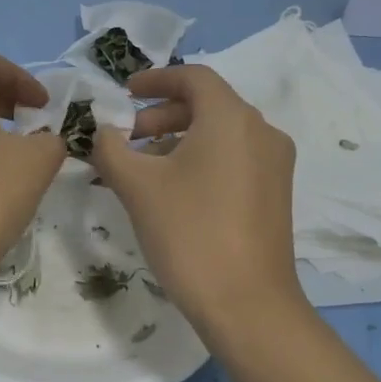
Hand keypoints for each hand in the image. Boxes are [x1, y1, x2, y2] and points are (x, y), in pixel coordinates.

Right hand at [89, 66, 304, 336]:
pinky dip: (200, 160)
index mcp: (232, 118)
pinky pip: (233, 159)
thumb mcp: (137, 186)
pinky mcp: (275, 194)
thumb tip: (105, 132)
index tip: (124, 93)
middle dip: (161, 116)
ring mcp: (274, 164)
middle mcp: (261, 132)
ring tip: (141, 169)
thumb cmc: (188, 232)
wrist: (246, 304)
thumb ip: (111, 148)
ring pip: (220, 135)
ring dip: (177, 140)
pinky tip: (172, 191)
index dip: (155, 79)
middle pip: (207, 105)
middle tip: (126, 139)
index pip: (194, 77)